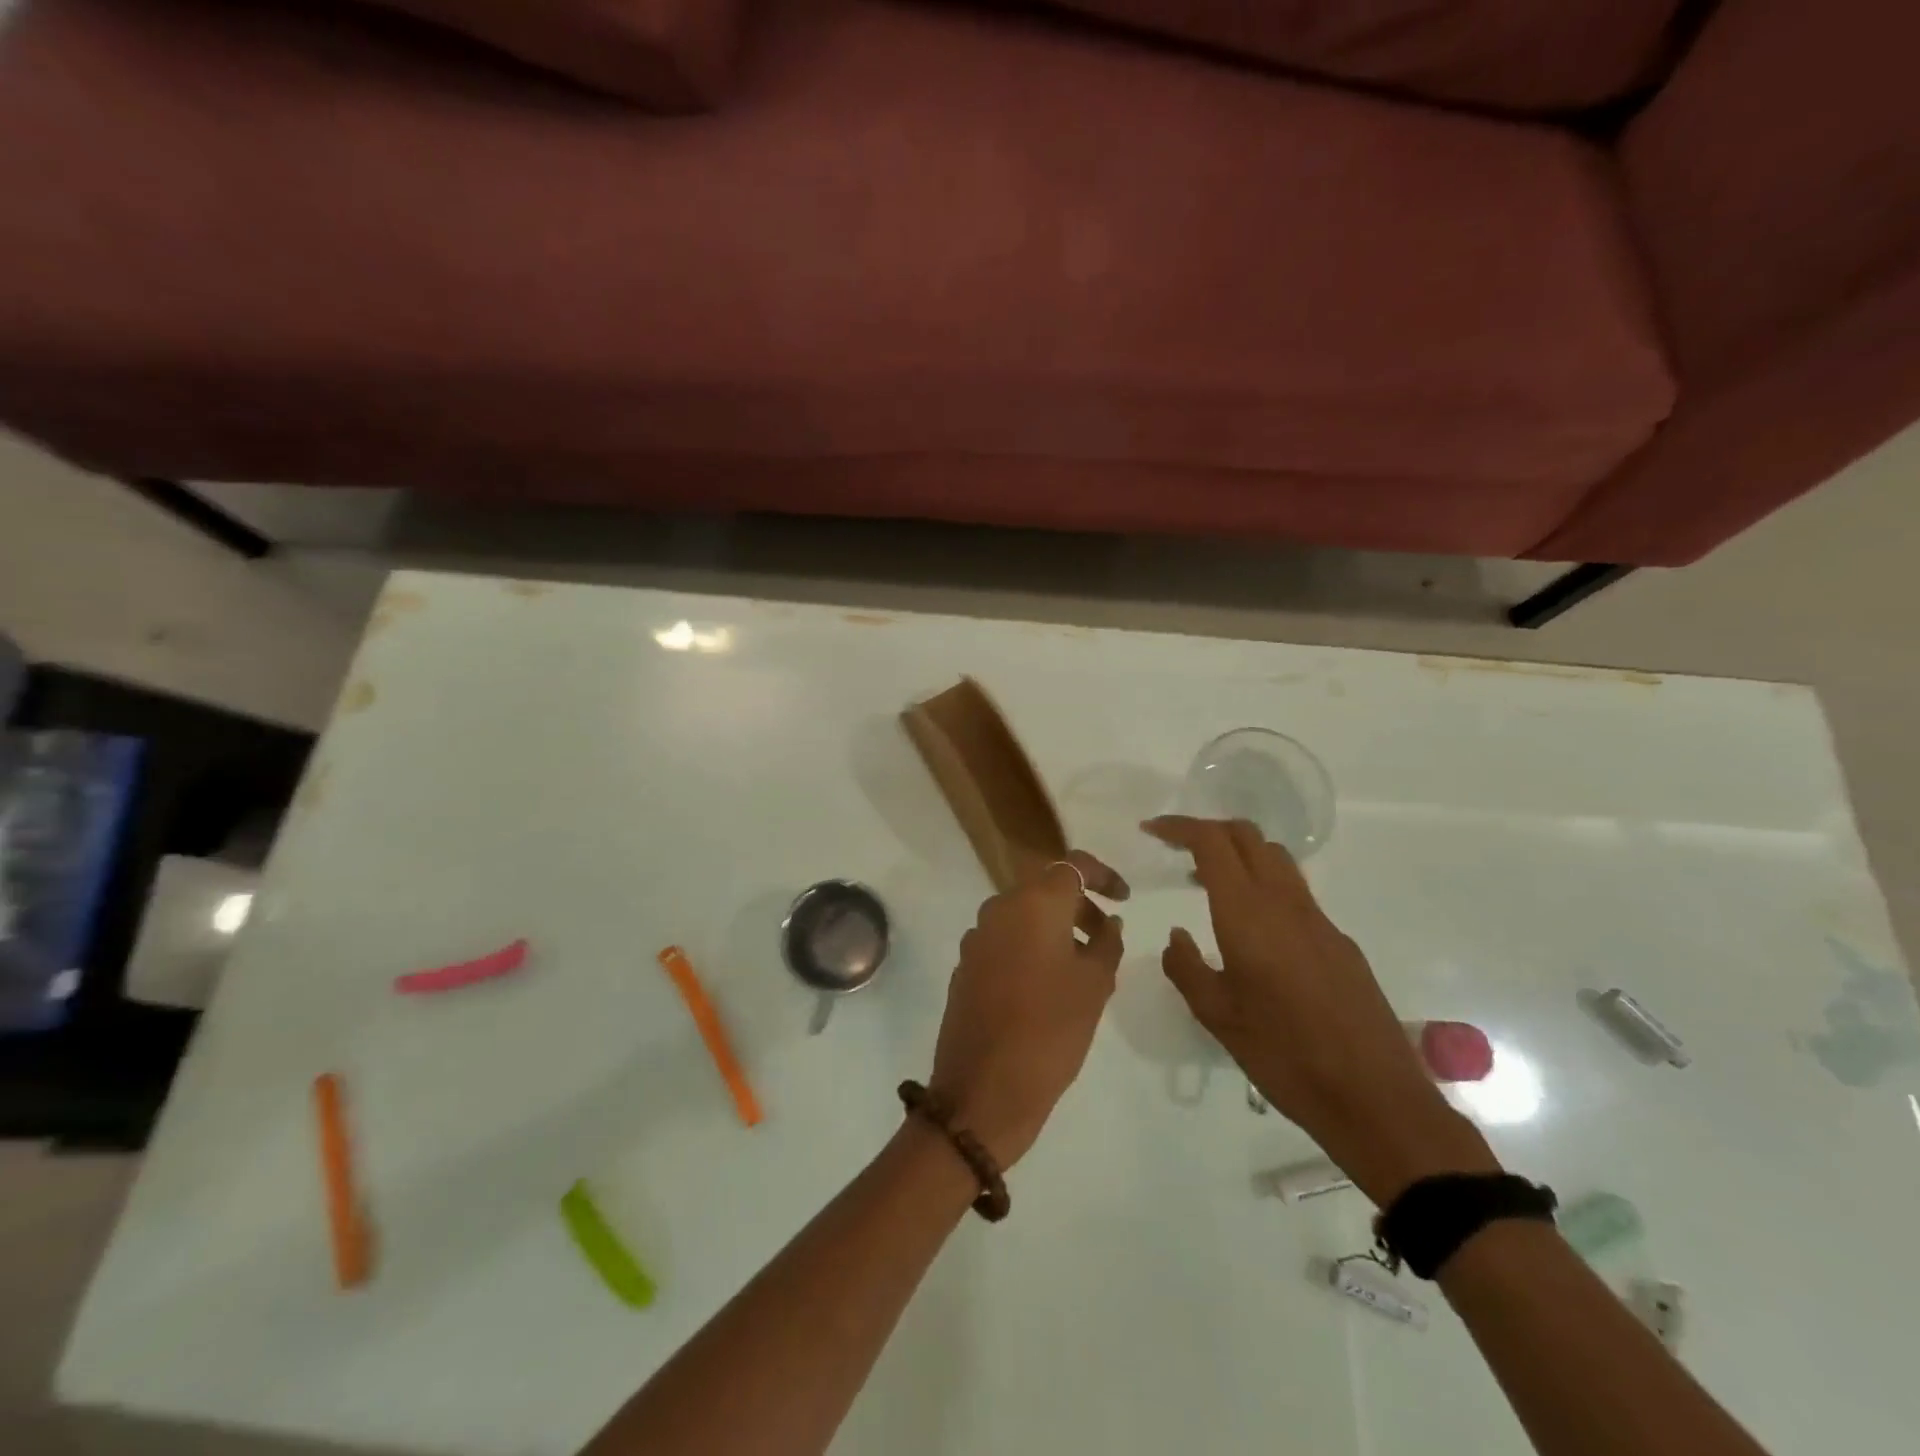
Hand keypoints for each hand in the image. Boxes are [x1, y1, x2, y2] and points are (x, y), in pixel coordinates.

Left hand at [927, 851, 1128, 1168]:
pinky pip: (1004, 941)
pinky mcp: (965, 965)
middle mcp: (999, 908)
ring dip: (1054, 928)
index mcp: (1033, 904)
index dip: (1103, 875)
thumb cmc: (1051, 1031)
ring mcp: (976, 937)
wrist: (983, 1089)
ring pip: (1023, 915)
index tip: (1124, 898)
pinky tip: (1046, 986)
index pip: (1072, 865)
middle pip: (1045, 889)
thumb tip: (1108, 923)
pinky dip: (1029, 947)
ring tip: (1082, 967)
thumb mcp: (1095, 986)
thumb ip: (1107, 943)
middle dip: (1079, 905)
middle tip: (1106, 937)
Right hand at [1145, 817, 1498, 1203]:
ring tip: (1208, 884)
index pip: (1213, 843)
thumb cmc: (1284, 1056)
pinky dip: (1264, 886)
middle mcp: (1286, 904)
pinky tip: (1254, 932)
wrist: (1375, 1099)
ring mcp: (1320, 921)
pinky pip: (1295, 894)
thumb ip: (1186, 968)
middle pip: (1248, 837)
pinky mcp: (1341, 943)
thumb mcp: (1217, 1016)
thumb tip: (1176, 936)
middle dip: (1209, 830)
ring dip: (1239, 855)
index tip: (1152, 830)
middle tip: (1178, 850)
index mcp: (1248, 914)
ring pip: (1276, 860)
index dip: (1180, 827)